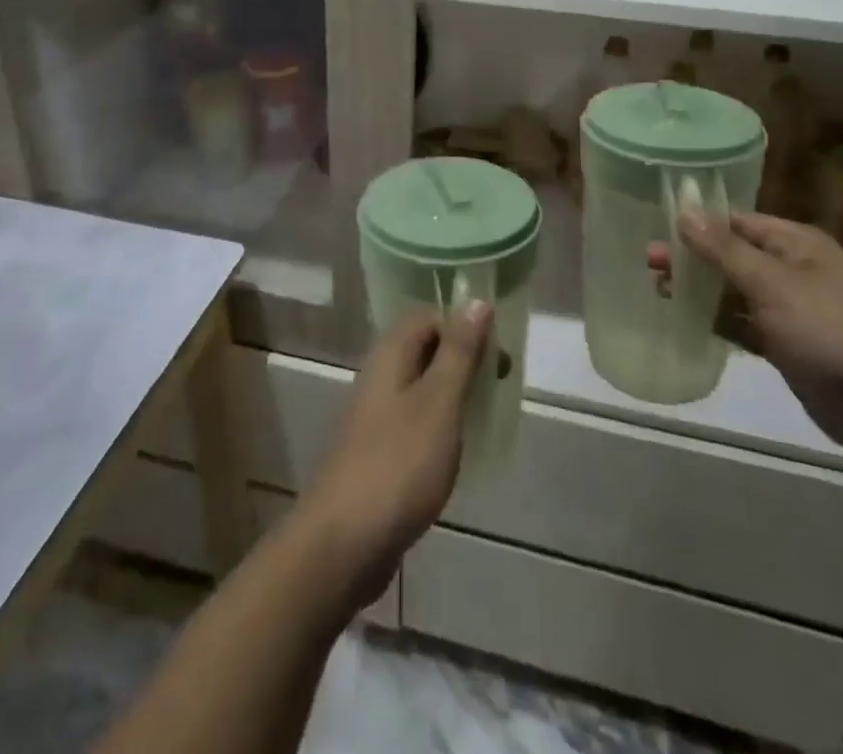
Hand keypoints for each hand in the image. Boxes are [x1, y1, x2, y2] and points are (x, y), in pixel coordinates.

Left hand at [290, 304, 491, 609]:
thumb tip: (476, 300)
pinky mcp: (378, 451)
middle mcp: (379, 376)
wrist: (343, 542)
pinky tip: (459, 450)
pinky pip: (415, 421)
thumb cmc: (398, 464)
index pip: (429, 316)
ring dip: (454, 393)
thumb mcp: (439, 402)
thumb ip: (458, 352)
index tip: (497, 353)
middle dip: (464, 359)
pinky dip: (441, 425)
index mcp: (390, 354)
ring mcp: (375, 415)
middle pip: (425, 348)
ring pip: (422, 386)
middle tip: (499, 383)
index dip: (464, 325)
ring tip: (485, 415)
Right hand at [649, 211, 842, 469]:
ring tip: (659, 290)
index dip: (698, 223)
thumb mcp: (773, 283)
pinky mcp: (789, 348)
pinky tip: (687, 323)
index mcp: (796, 244)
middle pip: (732, 256)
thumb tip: (684, 209)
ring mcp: (792, 311)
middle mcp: (793, 271)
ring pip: (735, 293)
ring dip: (701, 291)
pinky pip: (744, 326)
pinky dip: (718, 323)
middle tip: (649, 263)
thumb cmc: (832, 330)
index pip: (736, 222)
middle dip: (693, 258)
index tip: (657, 226)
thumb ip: (723, 249)